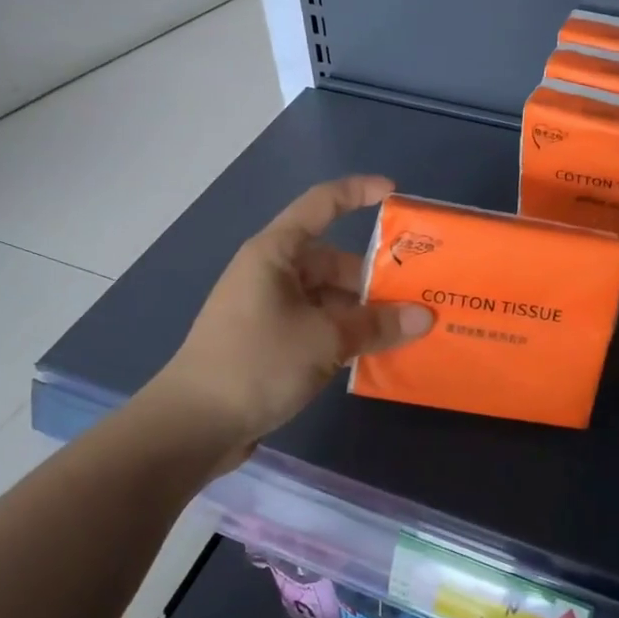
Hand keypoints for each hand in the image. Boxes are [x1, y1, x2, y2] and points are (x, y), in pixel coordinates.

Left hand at [157, 176, 434, 452]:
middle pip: (332, 260)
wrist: (194, 425)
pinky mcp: (269, 341)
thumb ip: (377, 326)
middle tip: (417, 296)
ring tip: (405, 330)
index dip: (358, 192)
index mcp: (276, 253)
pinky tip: (374, 353)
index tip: (395, 195)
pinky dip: (343, 334)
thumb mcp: (325, 341)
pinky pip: (317, 324)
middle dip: (372, 277)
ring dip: (361, 312)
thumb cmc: (257, 363)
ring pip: (327, 297)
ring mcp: (268, 308)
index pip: (320, 204)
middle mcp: (271, 272)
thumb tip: (425, 317)